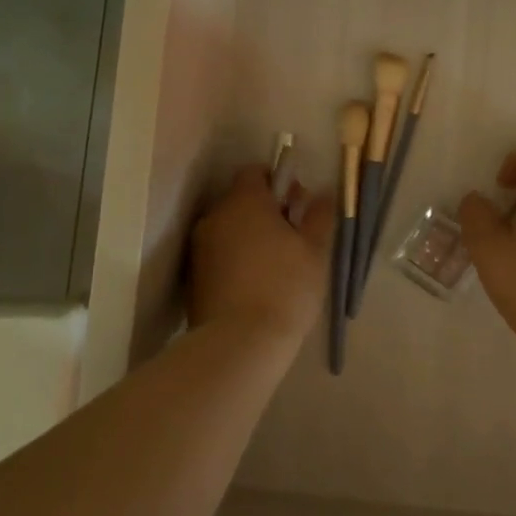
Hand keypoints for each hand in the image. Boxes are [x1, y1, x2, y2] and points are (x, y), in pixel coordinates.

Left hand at [188, 164, 335, 350]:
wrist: (239, 343)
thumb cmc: (285, 287)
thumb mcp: (315, 250)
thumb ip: (319, 215)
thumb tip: (322, 193)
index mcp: (244, 201)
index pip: (255, 171)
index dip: (278, 182)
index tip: (298, 206)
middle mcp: (215, 216)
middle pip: (241, 200)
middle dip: (266, 211)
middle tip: (293, 238)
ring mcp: (200, 247)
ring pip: (229, 229)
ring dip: (250, 237)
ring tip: (276, 266)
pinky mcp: (193, 277)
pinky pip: (219, 255)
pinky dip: (236, 260)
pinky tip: (256, 285)